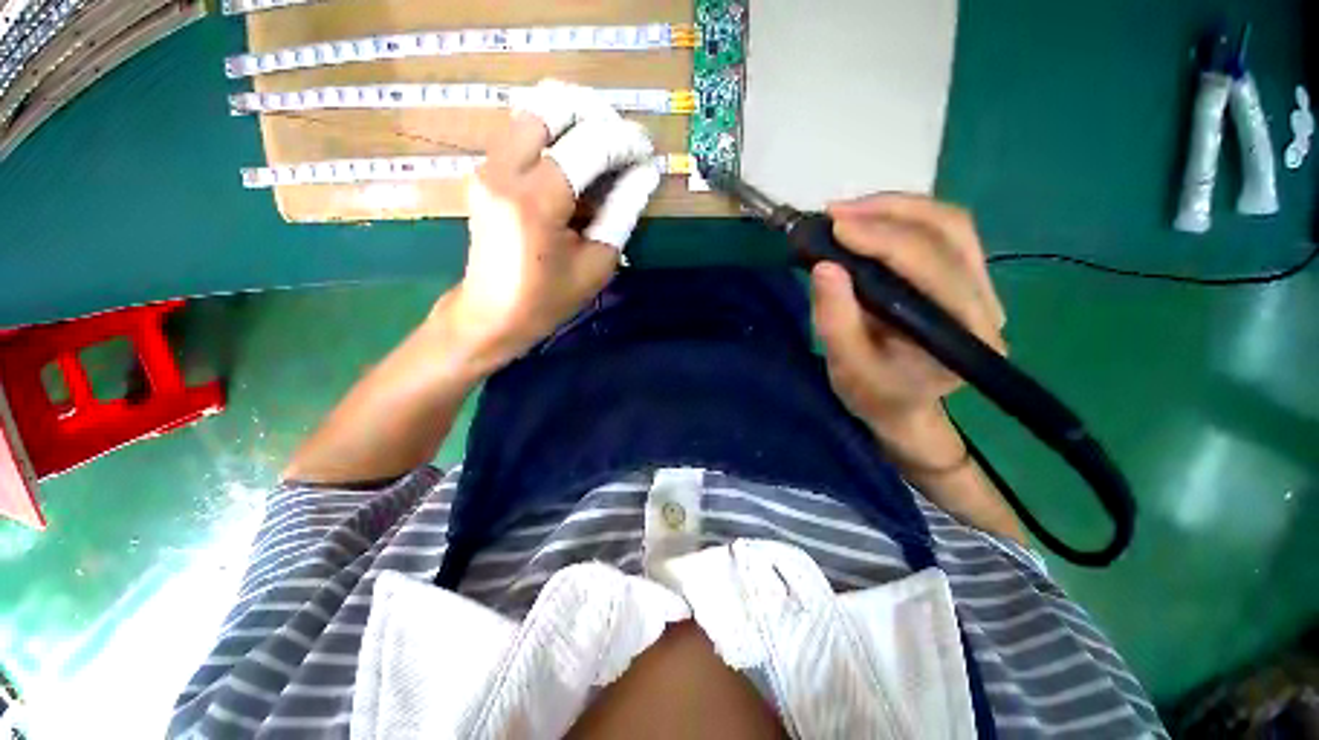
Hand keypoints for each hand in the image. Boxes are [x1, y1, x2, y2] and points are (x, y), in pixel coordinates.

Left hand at [436, 80, 661, 365]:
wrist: (491, 313)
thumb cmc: (548, 299)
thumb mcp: (597, 263)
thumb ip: (622, 211)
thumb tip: (645, 173)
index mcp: (535, 202)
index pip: (588, 145)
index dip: (624, 141)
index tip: (647, 151)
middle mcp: (504, 171)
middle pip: (552, 105)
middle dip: (595, 113)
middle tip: (621, 142)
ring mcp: (487, 166)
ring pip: (534, 111)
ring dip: (574, 120)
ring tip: (602, 150)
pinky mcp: (484, 171)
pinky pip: (522, 131)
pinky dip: (554, 134)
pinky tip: (574, 163)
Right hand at [810, 194, 1006, 436]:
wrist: (900, 404)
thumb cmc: (873, 392)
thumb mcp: (846, 365)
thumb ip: (835, 320)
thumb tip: (824, 267)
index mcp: (962, 335)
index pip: (932, 268)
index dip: (884, 239)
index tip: (836, 227)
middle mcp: (984, 304)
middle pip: (950, 233)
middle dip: (889, 213)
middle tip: (835, 212)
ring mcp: (979, 288)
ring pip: (950, 224)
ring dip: (897, 208)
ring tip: (848, 212)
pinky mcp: (963, 279)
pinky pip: (942, 233)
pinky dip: (902, 217)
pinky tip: (869, 220)